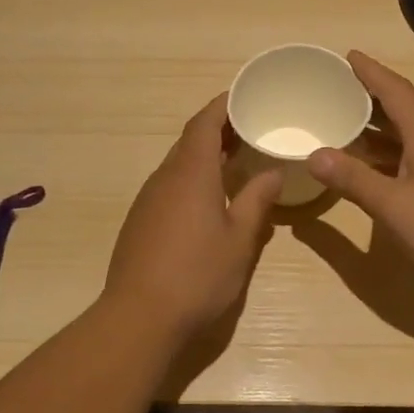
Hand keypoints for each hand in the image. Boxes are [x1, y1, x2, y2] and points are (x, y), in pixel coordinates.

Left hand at [102, 95, 281, 340]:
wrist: (140, 316)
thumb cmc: (198, 274)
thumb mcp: (240, 239)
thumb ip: (257, 200)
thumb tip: (272, 172)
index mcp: (190, 173)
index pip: (204, 123)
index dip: (222, 105)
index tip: (244, 96)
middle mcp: (164, 178)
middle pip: (189, 141)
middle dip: (218, 130)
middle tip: (250, 129)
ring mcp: (147, 200)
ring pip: (178, 165)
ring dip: (204, 157)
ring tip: (235, 162)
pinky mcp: (140, 222)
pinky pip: (169, 187)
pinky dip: (191, 180)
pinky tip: (209, 201)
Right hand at [307, 51, 413, 282]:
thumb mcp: (393, 204)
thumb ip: (353, 179)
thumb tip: (314, 155)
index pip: (395, 90)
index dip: (370, 72)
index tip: (348, 55)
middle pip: (402, 108)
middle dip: (370, 97)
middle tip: (337, 90)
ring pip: (409, 133)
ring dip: (379, 128)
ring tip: (346, 125)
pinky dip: (391, 152)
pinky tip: (375, 167)